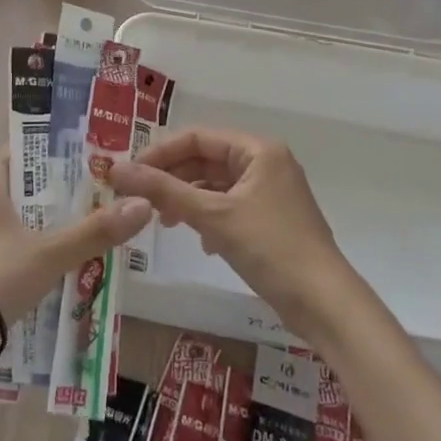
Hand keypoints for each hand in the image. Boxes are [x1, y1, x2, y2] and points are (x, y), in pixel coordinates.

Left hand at [0, 148, 150, 336]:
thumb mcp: (50, 253)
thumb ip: (96, 231)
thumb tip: (144, 205)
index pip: (26, 151)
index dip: (59, 153)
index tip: (93, 159)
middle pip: (23, 187)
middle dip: (59, 194)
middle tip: (100, 197)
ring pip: (14, 220)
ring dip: (44, 225)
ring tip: (85, 230)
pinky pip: (4, 247)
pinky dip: (28, 250)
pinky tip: (54, 265)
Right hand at [110, 127, 357, 343]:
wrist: (324, 303)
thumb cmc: (270, 248)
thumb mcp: (213, 216)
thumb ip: (164, 190)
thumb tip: (117, 169)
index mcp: (258, 150)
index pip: (198, 137)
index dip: (161, 153)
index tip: (129, 173)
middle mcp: (266, 162)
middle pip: (207, 159)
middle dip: (173, 178)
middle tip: (140, 199)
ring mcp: (271, 192)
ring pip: (217, 185)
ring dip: (189, 200)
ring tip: (165, 222)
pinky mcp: (271, 219)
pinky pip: (230, 206)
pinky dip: (209, 218)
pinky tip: (200, 242)